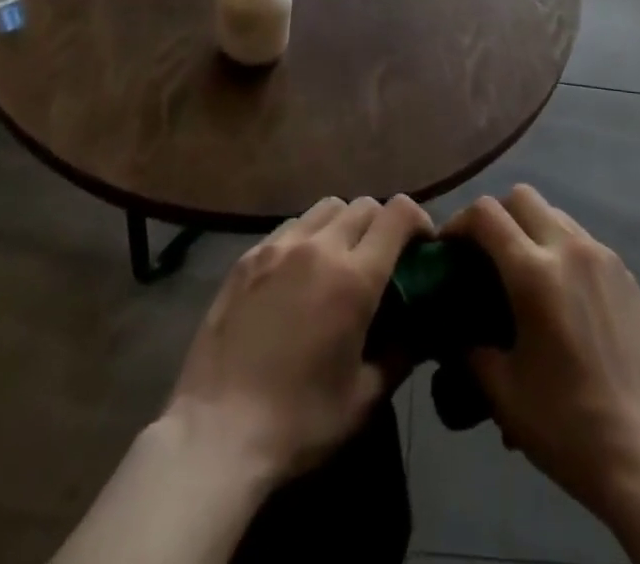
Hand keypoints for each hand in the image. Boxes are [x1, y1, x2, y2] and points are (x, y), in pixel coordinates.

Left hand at [164, 193, 432, 486]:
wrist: (216, 433)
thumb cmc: (298, 422)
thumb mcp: (364, 399)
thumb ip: (401, 354)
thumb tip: (421, 329)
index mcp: (355, 277)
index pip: (398, 214)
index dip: (418, 220)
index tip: (422, 244)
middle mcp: (320, 247)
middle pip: (364, 205)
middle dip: (382, 224)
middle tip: (382, 259)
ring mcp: (279, 247)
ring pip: (326, 208)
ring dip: (343, 225)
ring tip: (339, 260)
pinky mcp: (248, 257)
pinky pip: (290, 227)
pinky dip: (307, 237)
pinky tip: (298, 273)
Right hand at [442, 186, 639, 524]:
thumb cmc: (568, 426)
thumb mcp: (502, 392)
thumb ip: (469, 349)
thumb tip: (453, 331)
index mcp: (534, 273)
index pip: (486, 214)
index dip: (458, 222)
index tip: (447, 248)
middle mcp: (570, 249)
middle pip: (522, 197)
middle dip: (495, 216)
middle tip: (483, 255)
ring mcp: (603, 258)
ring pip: (554, 213)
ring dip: (529, 228)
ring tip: (522, 274)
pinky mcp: (626, 274)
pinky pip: (582, 240)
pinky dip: (560, 248)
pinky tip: (560, 295)